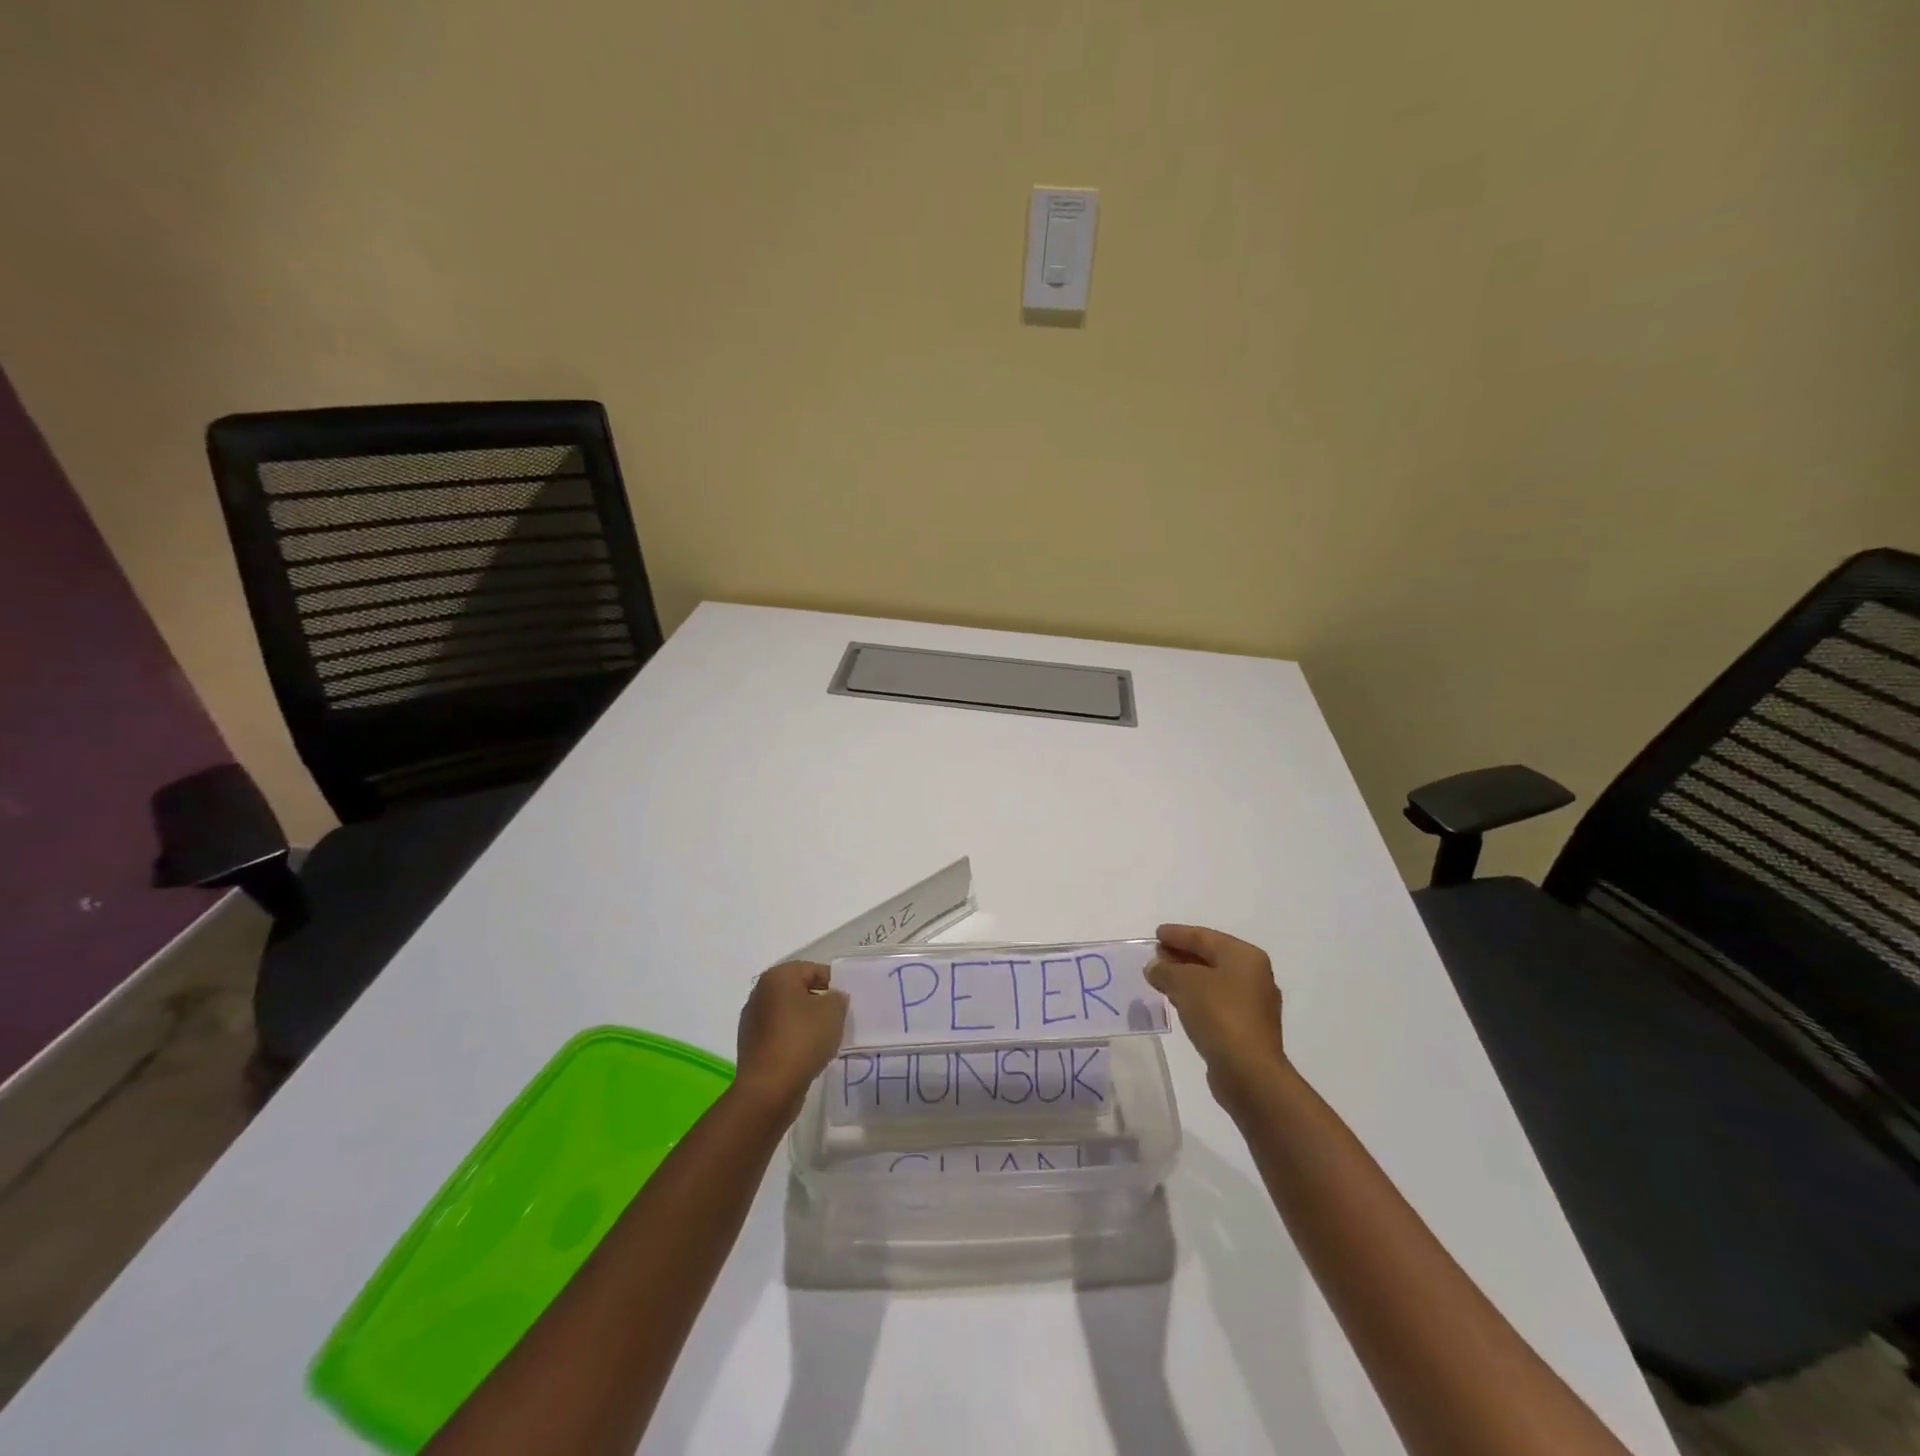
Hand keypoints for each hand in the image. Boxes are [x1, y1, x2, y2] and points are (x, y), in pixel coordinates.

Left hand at [733, 961, 847, 1112]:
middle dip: (819, 1001)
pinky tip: (808, 1054)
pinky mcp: (751, 1046)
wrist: (768, 1089)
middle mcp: (760, 994)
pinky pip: (779, 1034)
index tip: (846, 1000)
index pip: (811, 969)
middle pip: (798, 990)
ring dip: (806, 1022)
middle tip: (838, 1017)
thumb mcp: (833, 1012)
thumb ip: (837, 998)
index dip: (833, 982)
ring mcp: (752, 1021)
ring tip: (825, 1038)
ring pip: (788, 1014)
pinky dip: (794, 1039)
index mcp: (777, 977)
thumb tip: (832, 998)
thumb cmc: (802, 1040)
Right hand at [1146, 924, 1287, 1115]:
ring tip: (1161, 978)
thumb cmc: (1219, 1015)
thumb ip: (1166, 970)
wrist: (1249, 1072)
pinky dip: (1196, 998)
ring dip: (1187, 978)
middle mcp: (1254, 976)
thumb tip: (1155, 967)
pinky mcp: (1247, 1029)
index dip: (1178, 934)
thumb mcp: (1184, 983)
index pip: (1204, 937)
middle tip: (1156, 955)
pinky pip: (1216, 1003)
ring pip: (1213, 981)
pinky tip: (1178, 1002)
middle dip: (1181, 955)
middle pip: (1210, 958)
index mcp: (1244, 956)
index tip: (1157, 934)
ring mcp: (1253, 1004)